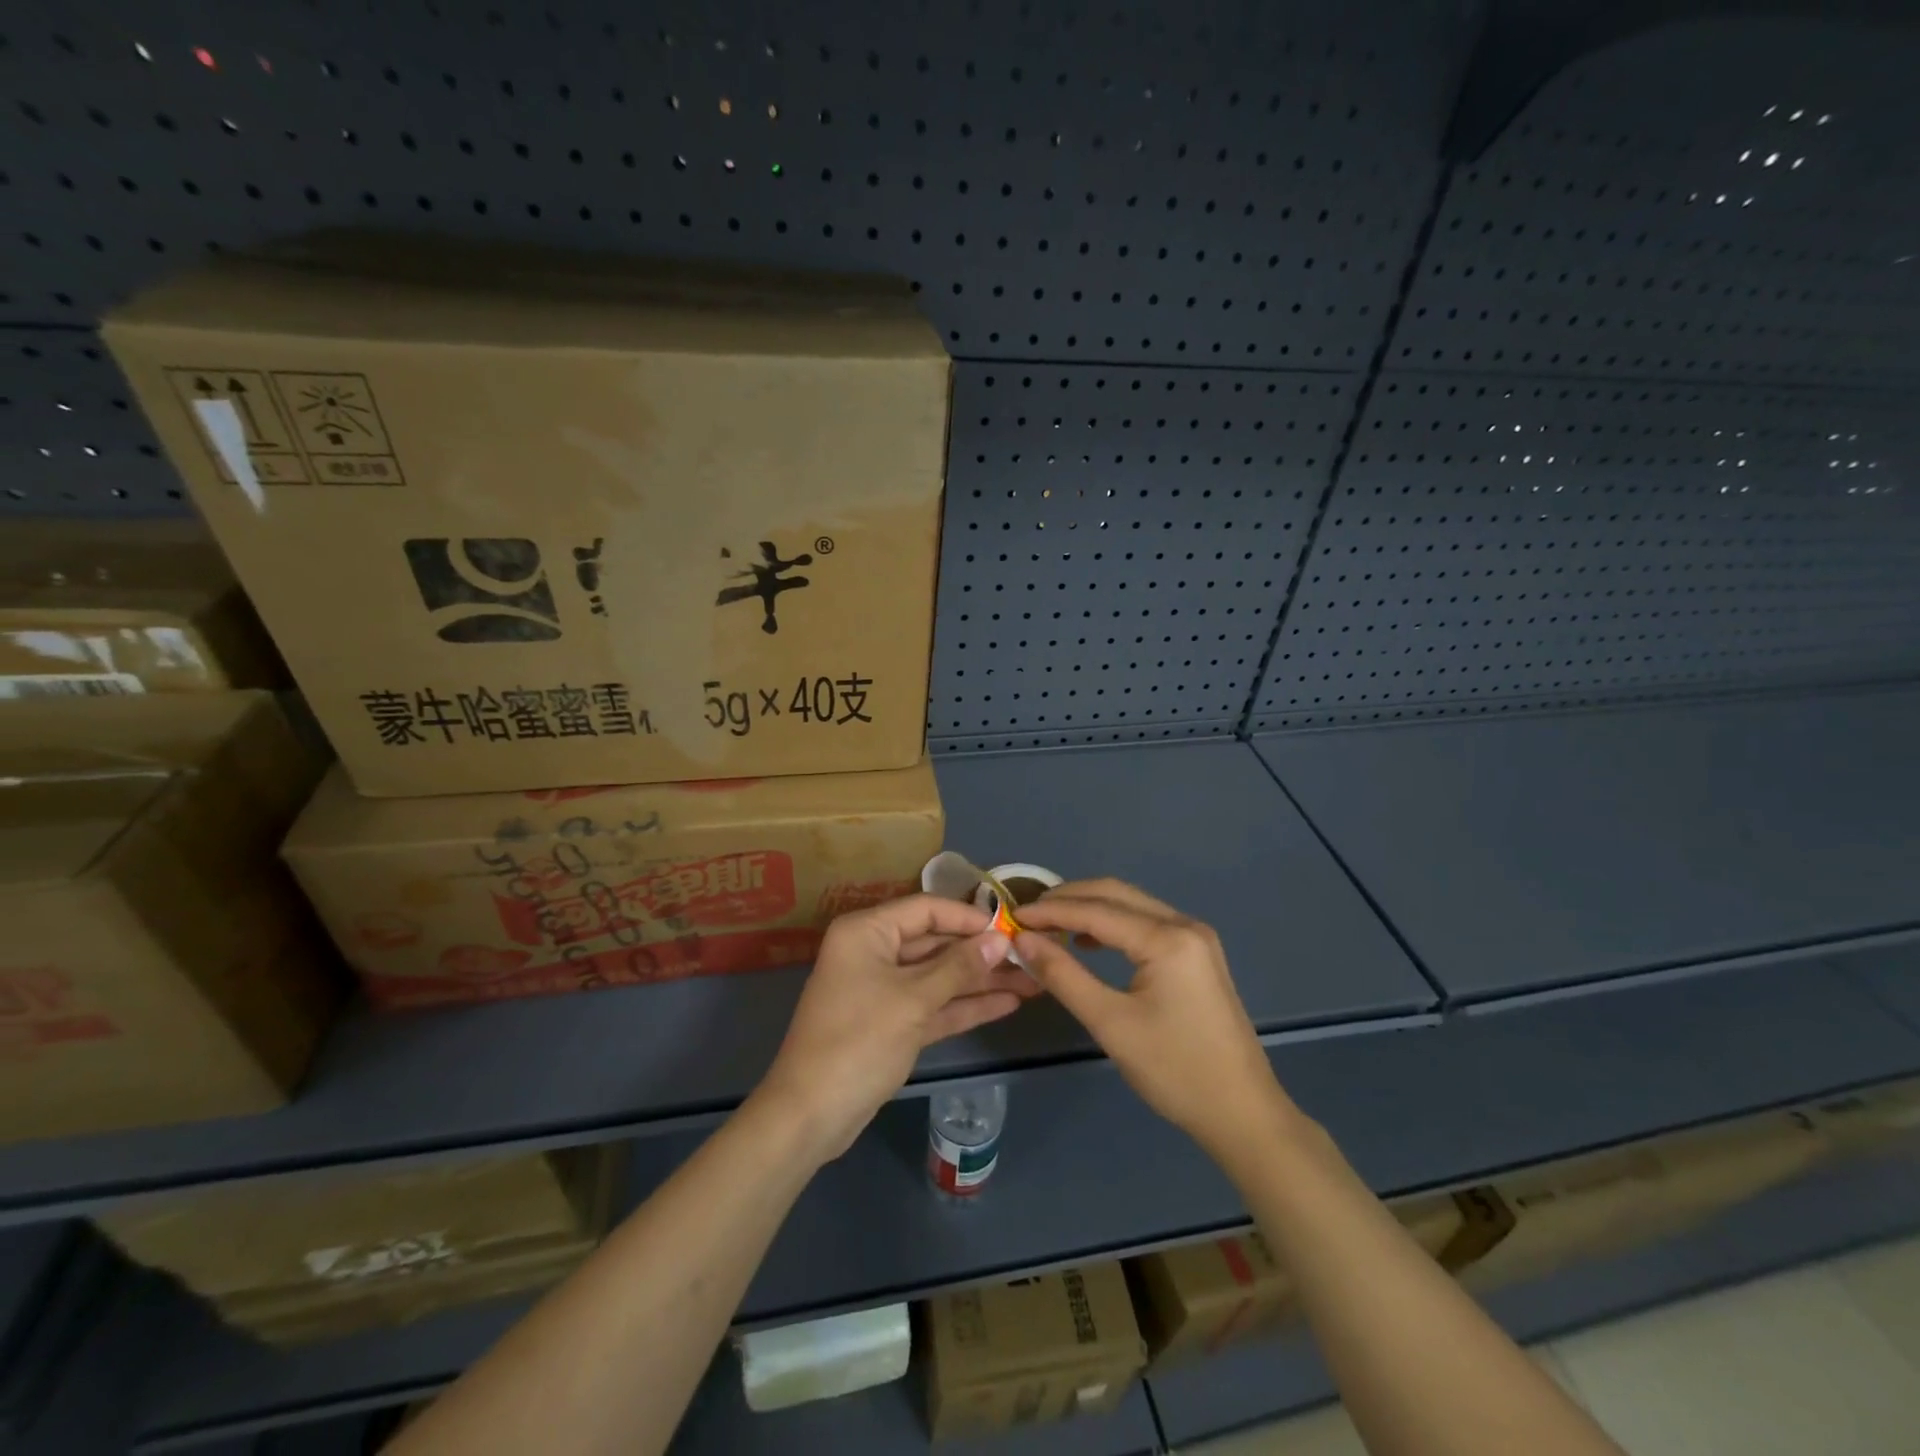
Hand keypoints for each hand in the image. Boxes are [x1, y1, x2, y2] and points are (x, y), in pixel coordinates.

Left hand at [755, 895, 1035, 1160]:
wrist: (811, 1114)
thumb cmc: (858, 1041)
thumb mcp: (913, 1000)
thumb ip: (959, 967)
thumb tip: (1000, 940)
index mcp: (868, 932)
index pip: (926, 910)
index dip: (969, 918)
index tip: (1011, 928)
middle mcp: (874, 952)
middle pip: (936, 943)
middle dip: (981, 953)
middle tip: (1030, 957)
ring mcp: (884, 989)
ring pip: (939, 976)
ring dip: (981, 980)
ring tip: (1031, 981)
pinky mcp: (893, 1023)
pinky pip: (934, 1004)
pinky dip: (965, 1005)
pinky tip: (1007, 1003)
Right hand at [1015, 879, 1291, 1155]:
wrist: (1243, 1113)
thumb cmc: (1175, 1070)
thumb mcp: (1111, 1023)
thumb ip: (1064, 975)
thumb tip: (1023, 941)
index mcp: (1167, 938)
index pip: (1096, 910)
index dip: (1050, 911)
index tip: (1011, 917)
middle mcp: (1184, 924)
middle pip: (1116, 893)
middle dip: (1069, 899)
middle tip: (1028, 915)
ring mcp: (1195, 938)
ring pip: (1132, 905)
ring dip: (1090, 908)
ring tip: (1050, 925)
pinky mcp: (1198, 955)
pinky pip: (1146, 923)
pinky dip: (1113, 924)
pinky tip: (1089, 942)